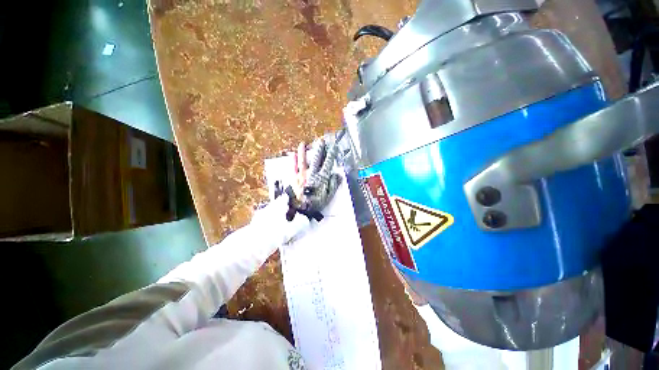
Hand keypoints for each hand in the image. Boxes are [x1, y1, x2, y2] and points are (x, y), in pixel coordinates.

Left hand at [288, 132, 343, 220]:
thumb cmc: (315, 203)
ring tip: (303, 143)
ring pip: (303, 160)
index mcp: (321, 178)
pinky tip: (292, 154)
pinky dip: (293, 160)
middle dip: (319, 149)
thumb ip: (333, 185)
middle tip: (321, 141)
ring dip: (304, 151)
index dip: (331, 155)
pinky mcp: (294, 178)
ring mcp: (302, 175)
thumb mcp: (328, 197)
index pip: (328, 163)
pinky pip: (293, 167)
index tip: (334, 147)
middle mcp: (312, 174)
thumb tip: (337, 175)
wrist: (300, 209)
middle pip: (316, 159)